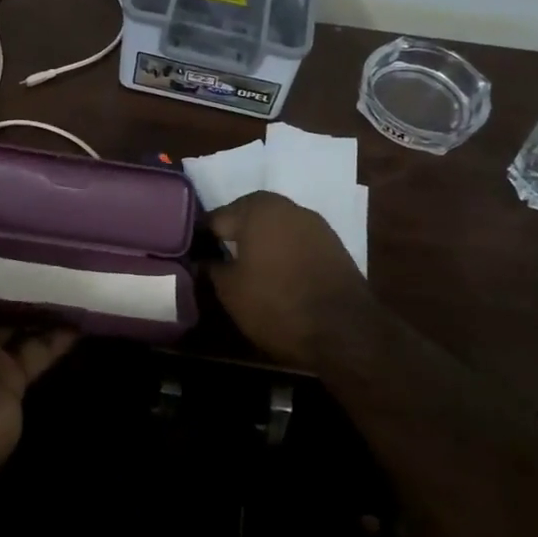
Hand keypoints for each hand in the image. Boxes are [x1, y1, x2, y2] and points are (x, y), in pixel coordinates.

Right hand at [207, 191, 380, 368]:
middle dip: (232, 237)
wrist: (345, 330)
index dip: (200, 240)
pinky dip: (283, 254)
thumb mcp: (230, 291)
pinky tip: (276, 277)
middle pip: (247, 218)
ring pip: (274, 229)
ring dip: (260, 245)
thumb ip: (211, 269)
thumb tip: (202, 261)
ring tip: (247, 273)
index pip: (215, 218)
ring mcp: (315, 224)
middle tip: (218, 265)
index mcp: (257, 208)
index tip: (192, 259)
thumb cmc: (277, 303)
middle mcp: (287, 206)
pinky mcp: (334, 245)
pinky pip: (296, 243)